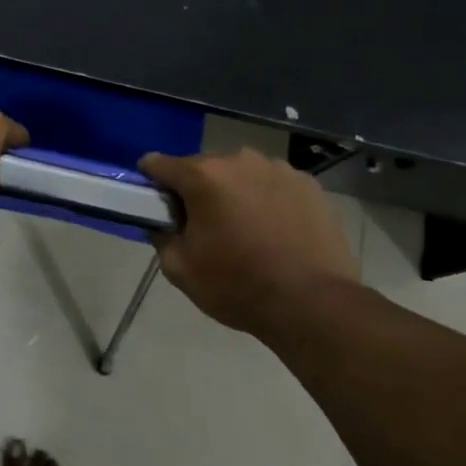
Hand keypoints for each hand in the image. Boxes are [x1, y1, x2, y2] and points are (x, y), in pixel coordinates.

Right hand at [140, 148, 358, 333]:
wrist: (313, 304)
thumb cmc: (238, 286)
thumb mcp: (180, 269)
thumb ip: (160, 236)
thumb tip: (160, 222)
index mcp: (202, 176)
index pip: (158, 164)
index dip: (151, 182)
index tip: (156, 204)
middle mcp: (239, 160)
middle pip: (203, 167)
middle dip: (197, 190)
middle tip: (204, 225)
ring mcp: (278, 169)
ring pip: (241, 174)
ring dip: (234, 192)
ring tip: (245, 228)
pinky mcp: (309, 184)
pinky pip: (273, 185)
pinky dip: (267, 199)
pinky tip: (276, 230)